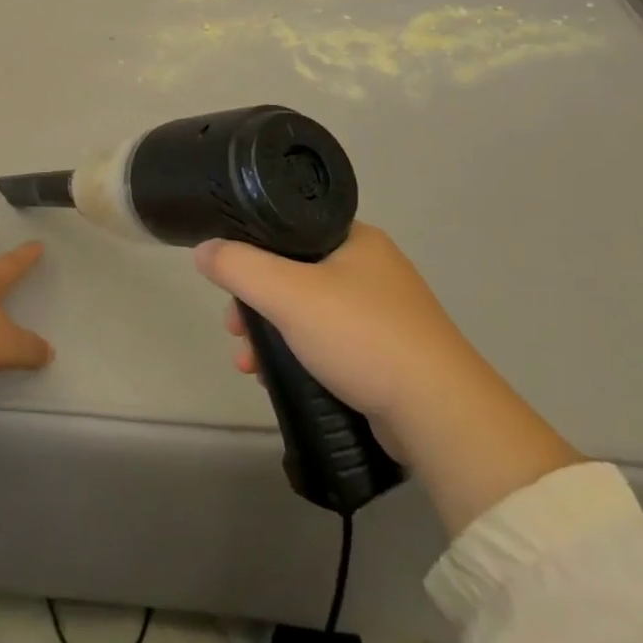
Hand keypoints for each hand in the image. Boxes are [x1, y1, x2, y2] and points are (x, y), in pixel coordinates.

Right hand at [197, 222, 472, 425]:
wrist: (438, 414)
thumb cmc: (361, 336)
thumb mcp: (287, 293)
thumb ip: (238, 266)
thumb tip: (203, 250)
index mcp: (354, 238)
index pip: (288, 228)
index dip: (250, 250)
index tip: (227, 282)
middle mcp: (370, 267)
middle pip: (292, 273)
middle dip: (254, 303)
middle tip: (233, 330)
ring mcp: (382, 312)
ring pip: (306, 312)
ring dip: (270, 335)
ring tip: (248, 365)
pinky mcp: (386, 353)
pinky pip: (327, 343)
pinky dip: (297, 355)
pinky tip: (275, 379)